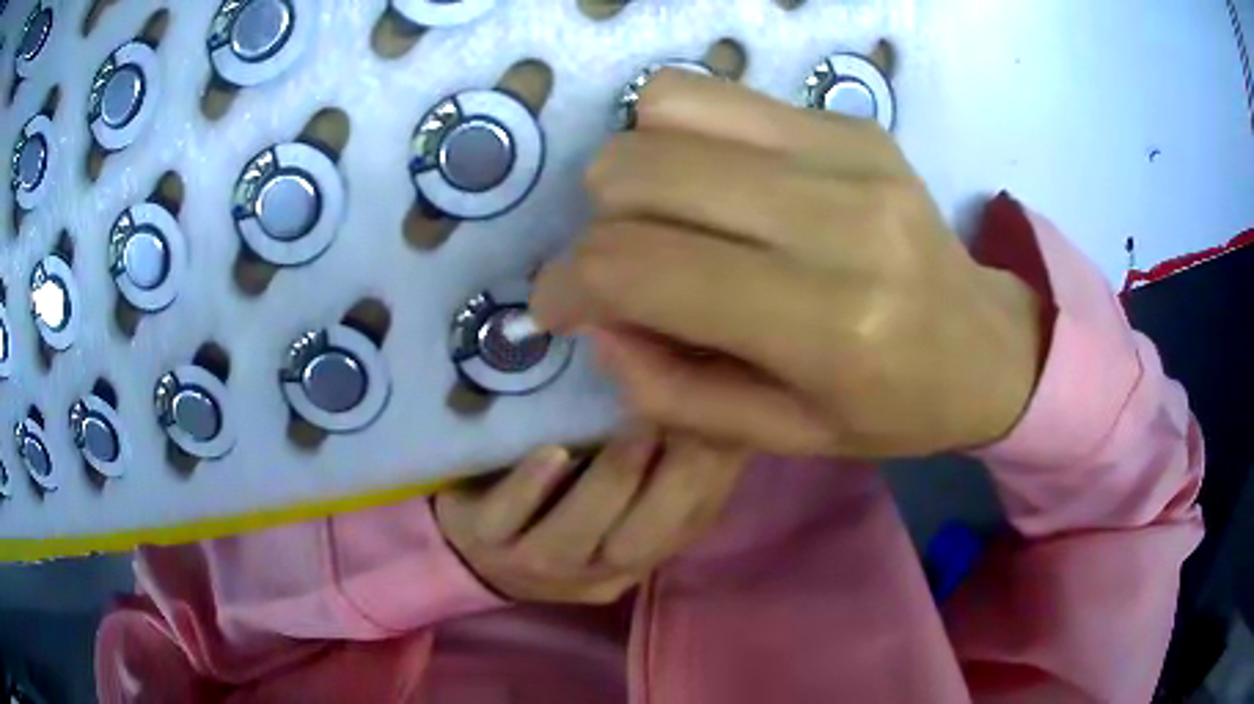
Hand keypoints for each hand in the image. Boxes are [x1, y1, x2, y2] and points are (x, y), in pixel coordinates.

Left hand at [435, 430, 746, 603]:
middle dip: (661, 482)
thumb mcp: (617, 498)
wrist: (476, 545)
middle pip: (631, 543)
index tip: (712, 427)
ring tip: (634, 429)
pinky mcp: (481, 537)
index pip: (679, 534)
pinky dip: (532, 486)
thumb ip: (656, 472)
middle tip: (678, 419)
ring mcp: (532, 563)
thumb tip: (699, 421)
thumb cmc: (557, 508)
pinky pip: (508, 518)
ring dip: (608, 483)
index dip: (701, 484)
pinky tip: (556, 453)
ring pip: (571, 540)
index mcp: (633, 560)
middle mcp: (589, 573)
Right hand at [532, 71, 1044, 457]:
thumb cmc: (893, 408)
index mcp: (824, 322)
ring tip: (667, 217)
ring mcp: (845, 151)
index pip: (638, 267)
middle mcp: (834, 217)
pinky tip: (716, 182)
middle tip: (624, 268)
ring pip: (664, 108)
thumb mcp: (781, 438)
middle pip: (636, 170)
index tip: (556, 306)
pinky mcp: (849, 121)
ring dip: (635, 167)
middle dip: (596, 226)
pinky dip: (683, 135)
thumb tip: (596, 320)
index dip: (566, 283)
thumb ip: (670, 388)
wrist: (985, 343)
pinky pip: (716, 94)